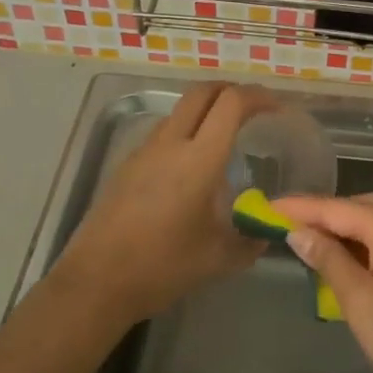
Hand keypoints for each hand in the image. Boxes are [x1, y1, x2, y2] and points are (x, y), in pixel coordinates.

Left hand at [53, 83, 271, 326]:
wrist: (95, 282)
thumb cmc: (162, 267)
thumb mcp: (218, 258)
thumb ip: (250, 240)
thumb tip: (267, 230)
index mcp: (199, 159)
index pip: (231, 104)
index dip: (258, 97)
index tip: (277, 108)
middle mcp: (170, 144)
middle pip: (201, 92)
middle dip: (231, 91)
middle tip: (253, 109)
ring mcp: (144, 152)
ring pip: (179, 112)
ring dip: (206, 111)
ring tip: (225, 136)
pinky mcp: (127, 166)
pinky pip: (162, 134)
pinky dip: (185, 133)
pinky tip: (192, 167)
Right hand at [270, 193, 372, 372]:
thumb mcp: (361, 303)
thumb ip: (329, 261)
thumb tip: (299, 232)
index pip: (334, 207)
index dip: (298, 207)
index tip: (264, 206)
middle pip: (357, 209)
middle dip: (320, 218)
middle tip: (282, 230)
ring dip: (343, 233)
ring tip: (308, 247)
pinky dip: (365, 246)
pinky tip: (347, 264)